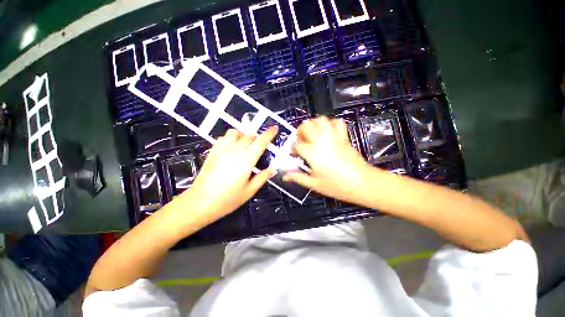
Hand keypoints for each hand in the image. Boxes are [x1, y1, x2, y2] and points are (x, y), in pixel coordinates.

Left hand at [181, 127, 277, 220]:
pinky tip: (231, 148)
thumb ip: (262, 178)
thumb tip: (273, 169)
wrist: (200, 202)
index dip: (269, 134)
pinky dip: (230, 138)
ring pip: (235, 132)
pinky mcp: (213, 151)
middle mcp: (235, 150)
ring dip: (243, 135)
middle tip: (260, 146)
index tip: (275, 128)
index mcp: (247, 160)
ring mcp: (222, 149)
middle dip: (257, 138)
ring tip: (245, 145)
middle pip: (249, 136)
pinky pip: (223, 137)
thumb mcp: (249, 191)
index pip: (261, 142)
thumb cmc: (228, 199)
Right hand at [283, 116, 373, 203]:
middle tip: (301, 140)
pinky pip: (337, 122)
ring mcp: (334, 137)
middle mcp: (321, 141)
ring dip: (314, 124)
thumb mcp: (314, 184)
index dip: (293, 148)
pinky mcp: (344, 137)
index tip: (295, 155)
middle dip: (300, 131)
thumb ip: (297, 177)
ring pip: (321, 119)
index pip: (297, 144)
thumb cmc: (337, 186)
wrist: (363, 183)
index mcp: (312, 153)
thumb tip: (284, 176)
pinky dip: (330, 123)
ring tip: (313, 134)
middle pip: (306, 125)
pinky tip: (328, 132)